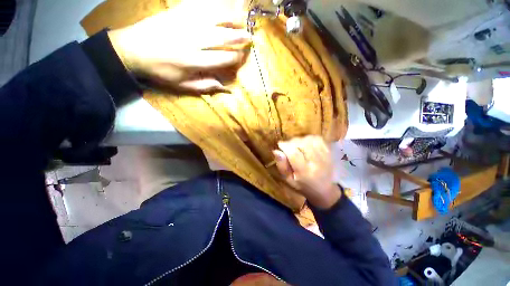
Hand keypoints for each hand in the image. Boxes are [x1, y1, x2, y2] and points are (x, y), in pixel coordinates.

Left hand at [107, 3, 250, 93]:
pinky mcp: (177, 11)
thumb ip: (206, 86)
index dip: (236, 58)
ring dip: (230, 18)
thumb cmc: (160, 71)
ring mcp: (185, 23)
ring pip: (214, 17)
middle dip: (239, 37)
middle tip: (250, 37)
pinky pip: (199, 5)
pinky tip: (222, 6)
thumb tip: (226, 89)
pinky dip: (213, 5)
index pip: (223, 58)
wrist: (131, 50)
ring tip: (241, 19)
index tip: (244, 57)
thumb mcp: (182, 86)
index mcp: (194, 62)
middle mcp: (193, 41)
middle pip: (222, 36)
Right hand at [274, 136, 341, 208]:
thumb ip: (282, 166)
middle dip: (291, 142)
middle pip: (302, 144)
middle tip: (288, 146)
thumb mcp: (289, 180)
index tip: (280, 145)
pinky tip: (305, 144)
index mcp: (304, 172)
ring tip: (296, 146)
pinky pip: (318, 139)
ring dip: (300, 140)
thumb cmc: (303, 186)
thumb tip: (276, 151)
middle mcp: (316, 163)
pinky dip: (309, 138)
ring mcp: (324, 157)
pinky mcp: (329, 153)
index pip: (293, 153)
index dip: (285, 146)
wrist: (324, 190)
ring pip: (309, 140)